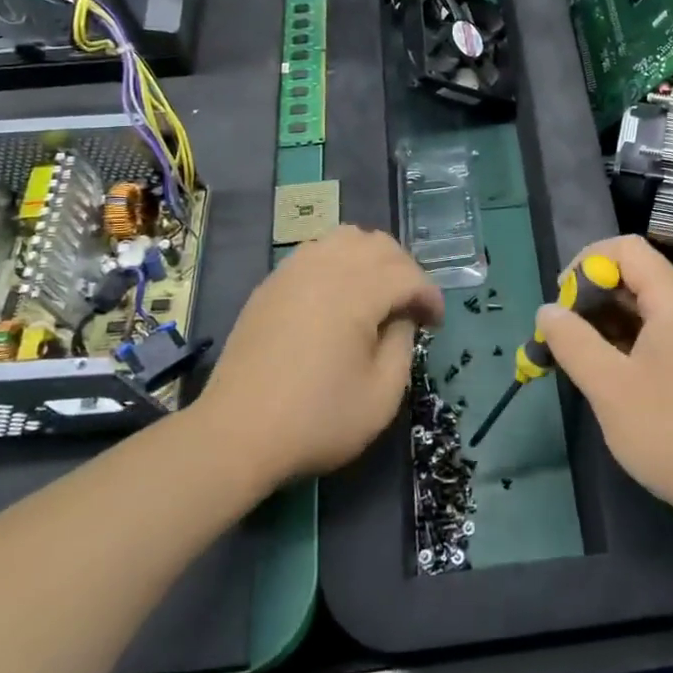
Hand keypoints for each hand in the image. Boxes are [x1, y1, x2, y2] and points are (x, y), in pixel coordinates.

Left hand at [197, 226, 442, 485]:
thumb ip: (403, 345)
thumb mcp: (381, 396)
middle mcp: (326, 268)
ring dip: (372, 258)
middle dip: (405, 270)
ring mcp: (293, 271)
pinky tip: (340, 295)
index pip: (408, 275)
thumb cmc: (316, 419)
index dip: (430, 296)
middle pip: (379, 245)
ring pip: (346, 238)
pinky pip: (316, 251)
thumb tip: (401, 317)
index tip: (436, 325)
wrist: (236, 434)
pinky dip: (340, 261)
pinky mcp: (272, 283)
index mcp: (356, 292)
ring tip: (378, 293)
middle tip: (412, 307)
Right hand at [539, 235, 672, 529]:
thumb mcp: (609, 386)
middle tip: (564, 333)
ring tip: (580, 355)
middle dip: (593, 295)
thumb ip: (572, 341)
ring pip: (648, 305)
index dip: (586, 263)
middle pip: (638, 274)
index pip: (627, 249)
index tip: (562, 301)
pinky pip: (663, 331)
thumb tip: (547, 310)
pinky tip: (611, 371)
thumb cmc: (670, 432)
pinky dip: (631, 339)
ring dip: (609, 320)